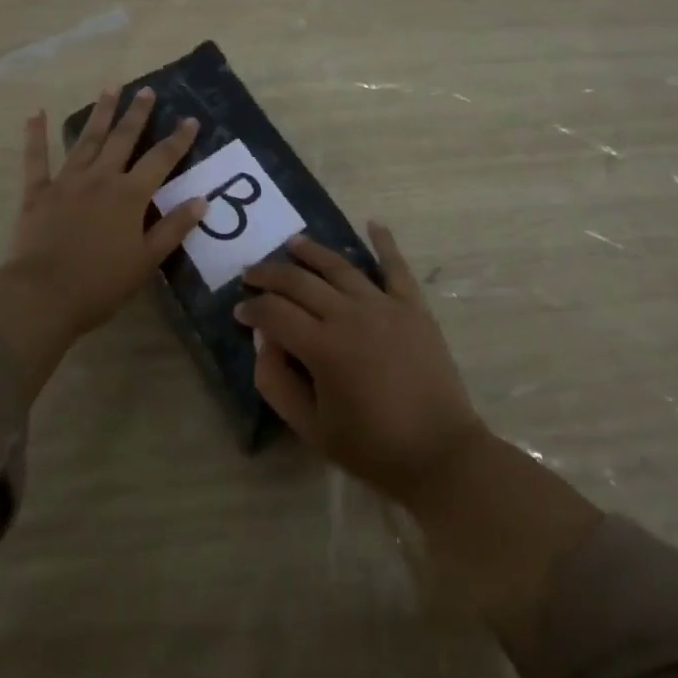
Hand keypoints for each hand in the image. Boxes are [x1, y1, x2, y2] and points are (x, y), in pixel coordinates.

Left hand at [5, 85, 205, 335]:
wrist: (42, 295)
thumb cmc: (100, 283)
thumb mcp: (147, 260)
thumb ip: (173, 228)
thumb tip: (201, 200)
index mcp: (130, 195)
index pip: (161, 159)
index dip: (178, 139)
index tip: (191, 119)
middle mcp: (101, 178)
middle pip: (123, 139)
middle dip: (137, 114)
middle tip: (146, 90)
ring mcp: (67, 182)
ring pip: (87, 140)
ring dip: (100, 113)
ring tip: (110, 87)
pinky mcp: (38, 193)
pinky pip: (36, 159)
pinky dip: (36, 135)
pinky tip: (36, 113)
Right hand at [235, 226, 485, 505]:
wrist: (439, 453)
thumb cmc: (372, 448)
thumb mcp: (312, 428)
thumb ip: (277, 383)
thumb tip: (262, 340)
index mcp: (323, 347)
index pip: (275, 313)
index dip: (252, 308)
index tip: (238, 309)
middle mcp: (349, 314)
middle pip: (300, 282)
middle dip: (270, 274)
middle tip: (251, 272)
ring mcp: (384, 305)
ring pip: (339, 266)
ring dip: (312, 252)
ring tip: (292, 243)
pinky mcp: (412, 305)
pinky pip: (395, 266)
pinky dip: (384, 242)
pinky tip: (373, 223)